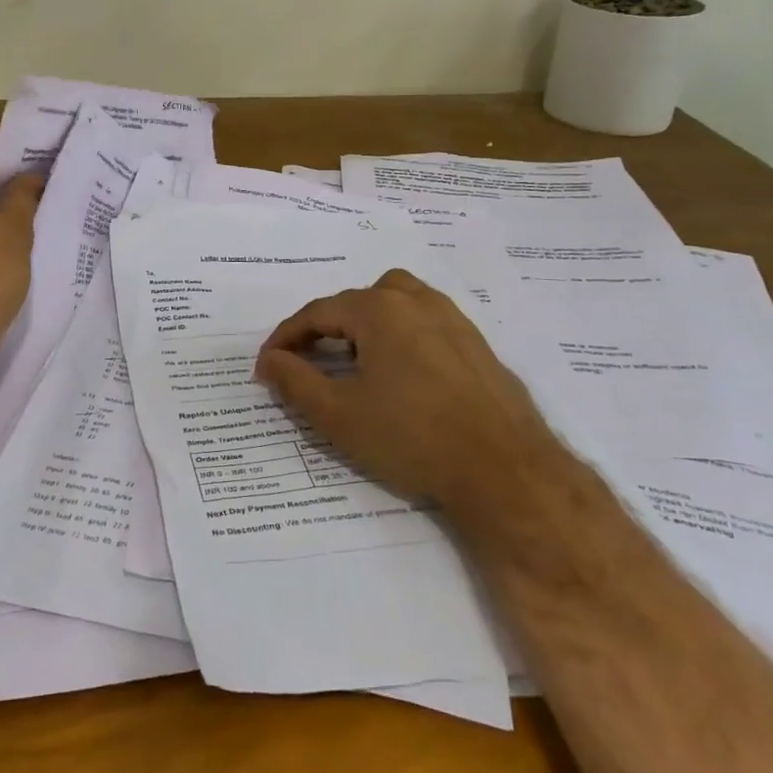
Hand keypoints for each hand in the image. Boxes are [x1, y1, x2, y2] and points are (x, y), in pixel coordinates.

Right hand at [253, 269, 543, 506]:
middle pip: (355, 302)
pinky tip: (402, 374)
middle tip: (308, 363)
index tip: (267, 365)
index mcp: (378, 309)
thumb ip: (294, 381)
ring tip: (355, 359)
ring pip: (394, 304)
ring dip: (366, 324)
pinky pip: (424, 324)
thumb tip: (269, 361)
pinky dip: (400, 336)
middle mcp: (415, 300)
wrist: (505, 472)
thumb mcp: (337, 414)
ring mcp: (452, 318)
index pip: (316, 313)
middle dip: (324, 329)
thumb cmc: (411, 438)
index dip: (285, 338)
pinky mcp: (476, 343)